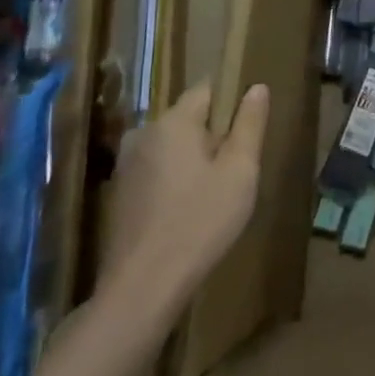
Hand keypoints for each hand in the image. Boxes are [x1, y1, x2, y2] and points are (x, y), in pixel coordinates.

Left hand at [103, 81, 268, 301]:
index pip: (207, 89)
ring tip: (213, 194)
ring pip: (172, 146)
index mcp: (173, 121)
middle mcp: (143, 132)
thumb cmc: (200, 222)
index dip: (231, 103)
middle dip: (213, 135)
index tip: (247, 131)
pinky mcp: (118, 192)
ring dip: (193, 159)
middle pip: (189, 118)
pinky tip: (187, 211)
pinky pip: (156, 169)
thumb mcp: (240, 172)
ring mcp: (126, 164)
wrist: (141, 288)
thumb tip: (256, 87)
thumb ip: (250, 124)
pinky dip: (173, 180)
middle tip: (235, 170)